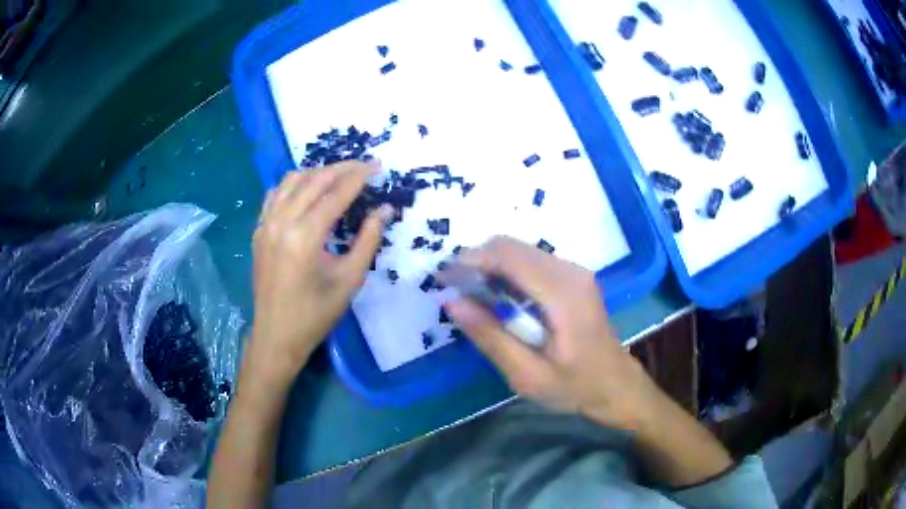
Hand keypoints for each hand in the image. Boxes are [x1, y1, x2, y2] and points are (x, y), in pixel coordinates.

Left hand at [247, 161, 391, 385]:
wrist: (276, 335)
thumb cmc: (316, 314)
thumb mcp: (349, 279)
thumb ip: (368, 240)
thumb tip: (385, 209)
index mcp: (305, 236)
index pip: (336, 193)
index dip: (360, 176)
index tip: (378, 165)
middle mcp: (282, 222)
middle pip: (314, 179)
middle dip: (342, 168)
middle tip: (364, 166)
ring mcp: (265, 224)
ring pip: (291, 181)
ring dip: (317, 172)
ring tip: (339, 175)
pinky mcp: (258, 231)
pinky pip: (275, 194)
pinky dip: (294, 185)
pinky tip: (307, 191)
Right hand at [444, 236, 664, 431]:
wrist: (616, 385)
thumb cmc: (575, 386)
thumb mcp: (528, 374)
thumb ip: (491, 337)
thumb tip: (452, 302)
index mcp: (562, 294)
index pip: (508, 256)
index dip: (471, 260)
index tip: (443, 278)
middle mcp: (570, 271)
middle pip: (512, 246)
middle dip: (478, 261)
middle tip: (454, 289)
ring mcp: (575, 271)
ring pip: (520, 250)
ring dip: (491, 265)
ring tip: (472, 296)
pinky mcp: (574, 277)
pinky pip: (532, 261)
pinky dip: (508, 272)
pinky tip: (499, 298)